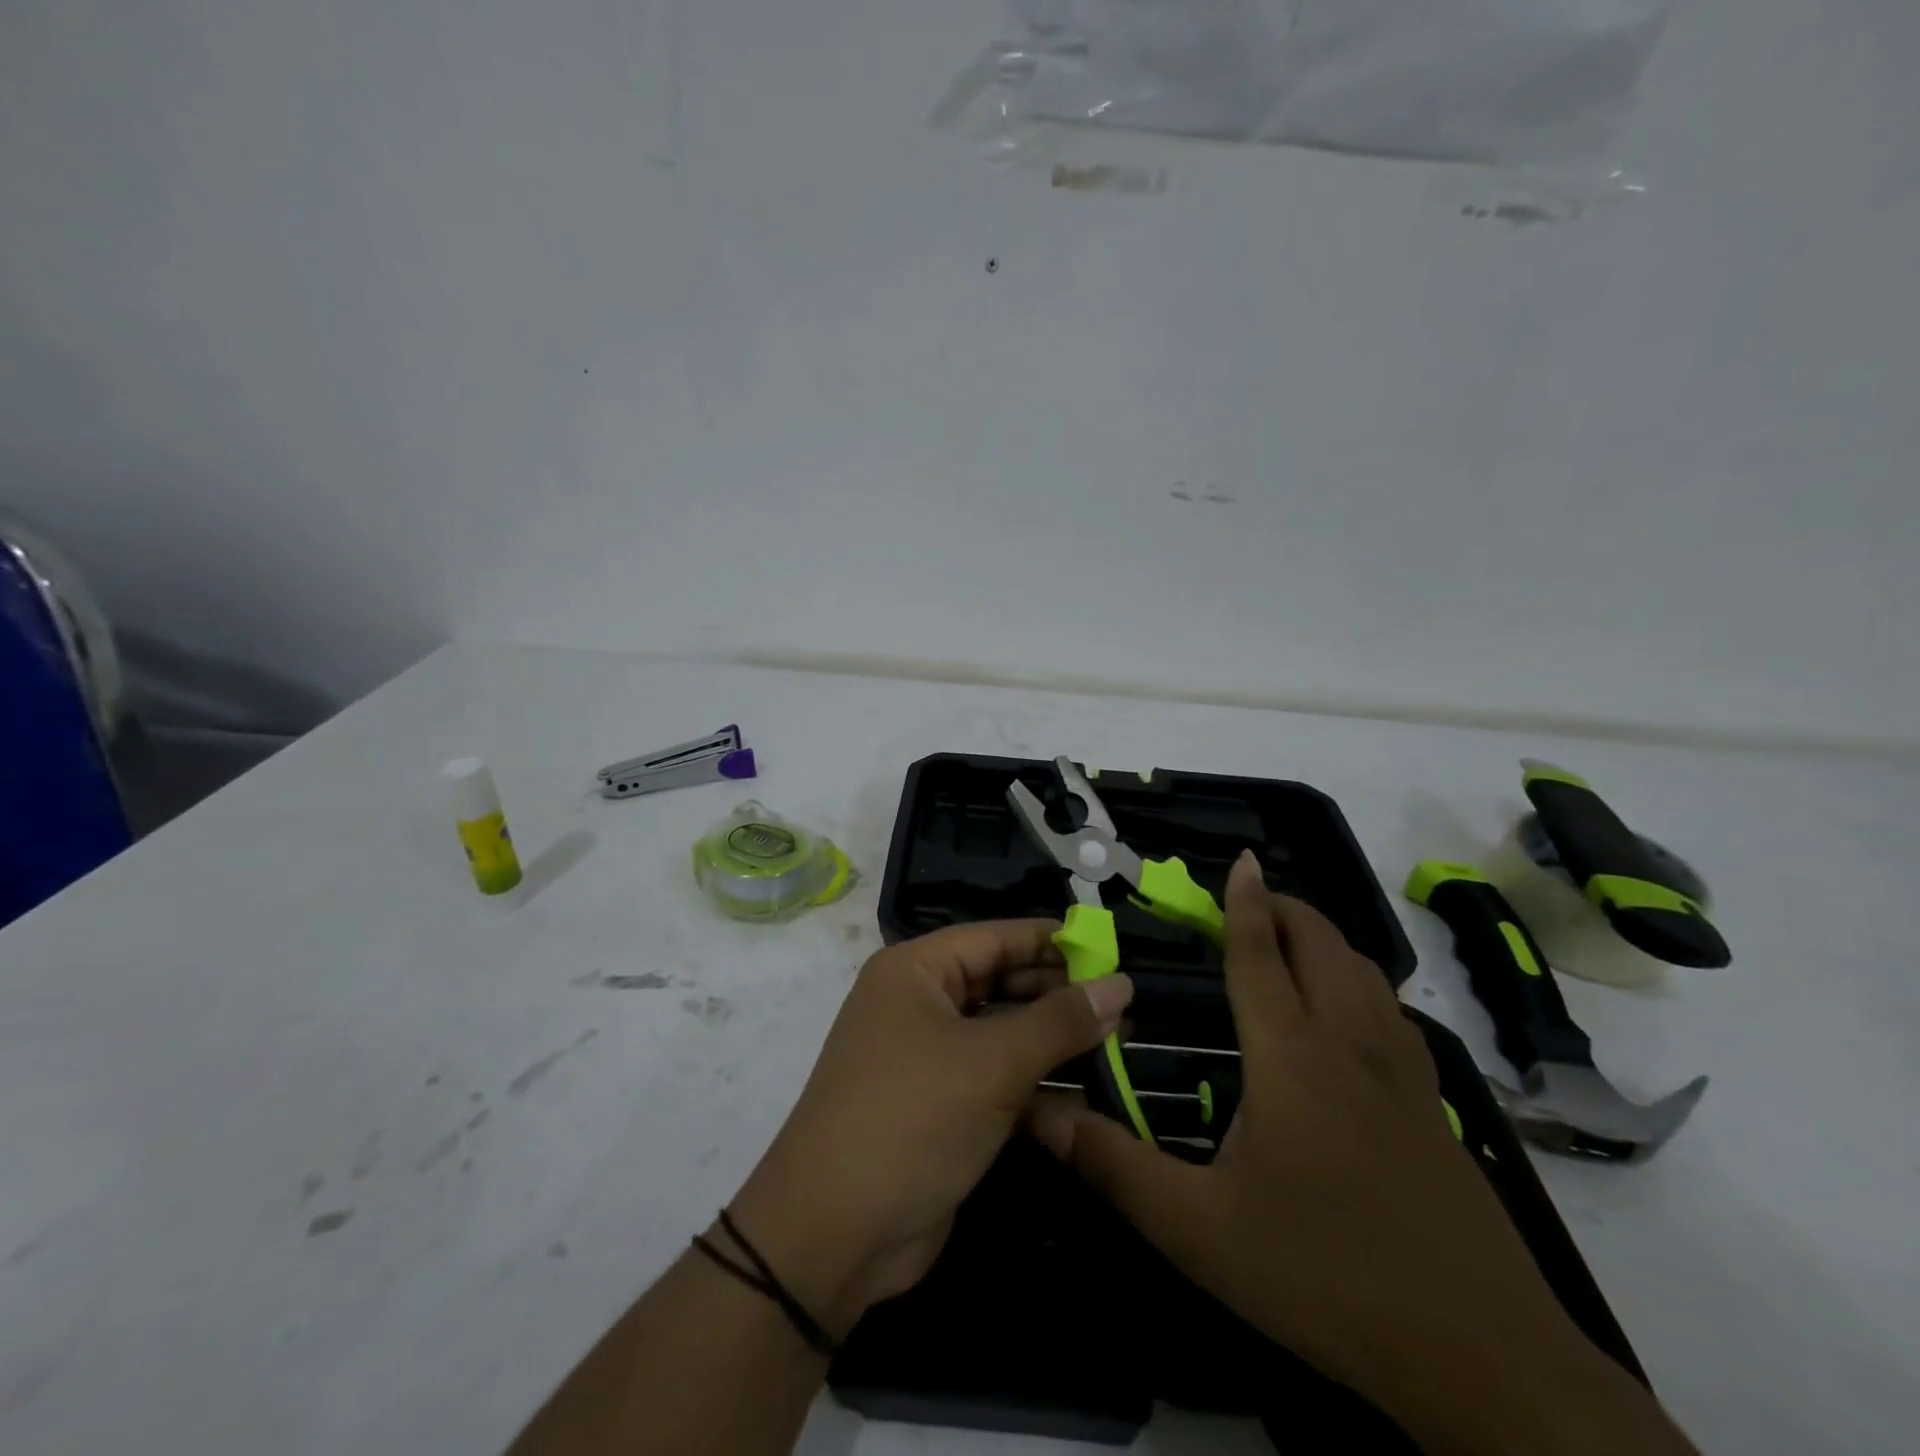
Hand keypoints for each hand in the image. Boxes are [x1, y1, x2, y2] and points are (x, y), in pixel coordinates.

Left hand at [726, 920, 1132, 1341]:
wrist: (834, 1235)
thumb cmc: (911, 1118)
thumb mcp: (992, 1063)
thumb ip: (1060, 1022)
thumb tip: (1122, 984)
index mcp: (917, 970)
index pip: (997, 937)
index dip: (1055, 941)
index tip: (1113, 949)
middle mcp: (921, 1003)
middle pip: (1002, 983)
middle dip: (1061, 994)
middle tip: (1128, 1004)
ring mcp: (930, 1057)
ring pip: (1005, 1034)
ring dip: (1056, 1041)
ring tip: (1124, 1042)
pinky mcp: (943, 1106)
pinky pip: (998, 1078)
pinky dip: (1038, 1084)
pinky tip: (1090, 1093)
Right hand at [1031, 853, 1667, 1454]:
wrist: (1482, 1359)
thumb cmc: (1324, 1277)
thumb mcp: (1199, 1231)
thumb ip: (1114, 1167)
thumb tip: (1040, 1114)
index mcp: (1291, 1057)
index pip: (1261, 956)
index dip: (1245, 904)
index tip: (1241, 859)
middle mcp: (1348, 1045)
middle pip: (1322, 945)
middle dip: (1286, 908)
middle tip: (1248, 900)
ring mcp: (1402, 1073)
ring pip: (1365, 972)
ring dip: (1325, 939)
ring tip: (1290, 941)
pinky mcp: (1434, 1105)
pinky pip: (1392, 1012)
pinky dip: (1360, 981)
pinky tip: (1348, 1012)